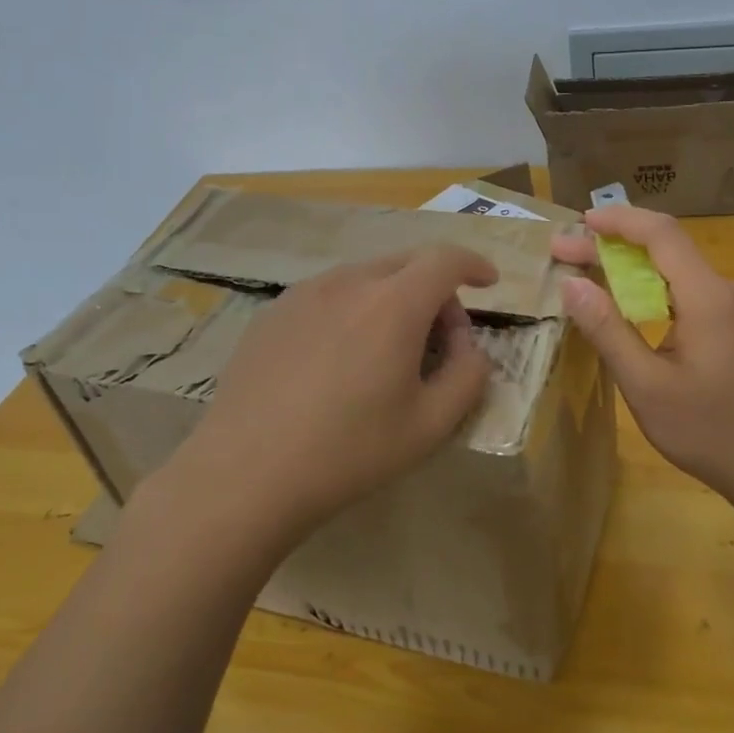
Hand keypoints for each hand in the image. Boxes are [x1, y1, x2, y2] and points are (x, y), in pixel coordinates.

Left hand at [153, 246, 498, 552]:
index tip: (488, 283)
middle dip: (436, 290)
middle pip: (407, 264)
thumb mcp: (430, 425)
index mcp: (394, 303)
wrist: (245, 474)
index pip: (446, 259)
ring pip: (366, 277)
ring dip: (393, 300)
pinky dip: (353, 310)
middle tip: (441, 338)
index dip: (474, 265)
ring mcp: (304, 293)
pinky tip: (339, 360)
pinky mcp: (273, 312)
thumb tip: (470, 348)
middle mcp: (349, 282)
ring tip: (387, 352)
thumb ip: (468, 376)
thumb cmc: (349, 451)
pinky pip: (329, 295)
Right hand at [551, 207, 733, 513]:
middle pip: (669, 250)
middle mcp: (730, 292)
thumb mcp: (646, 387)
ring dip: (635, 271)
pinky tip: (636, 312)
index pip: (662, 234)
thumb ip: (608, 330)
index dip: (619, 220)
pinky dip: (658, 292)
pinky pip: (696, 296)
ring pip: (682, 274)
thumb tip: (572, 284)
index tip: (580, 222)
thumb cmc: (712, 433)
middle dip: (615, 247)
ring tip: (592, 280)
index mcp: (709, 297)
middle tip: (566, 255)